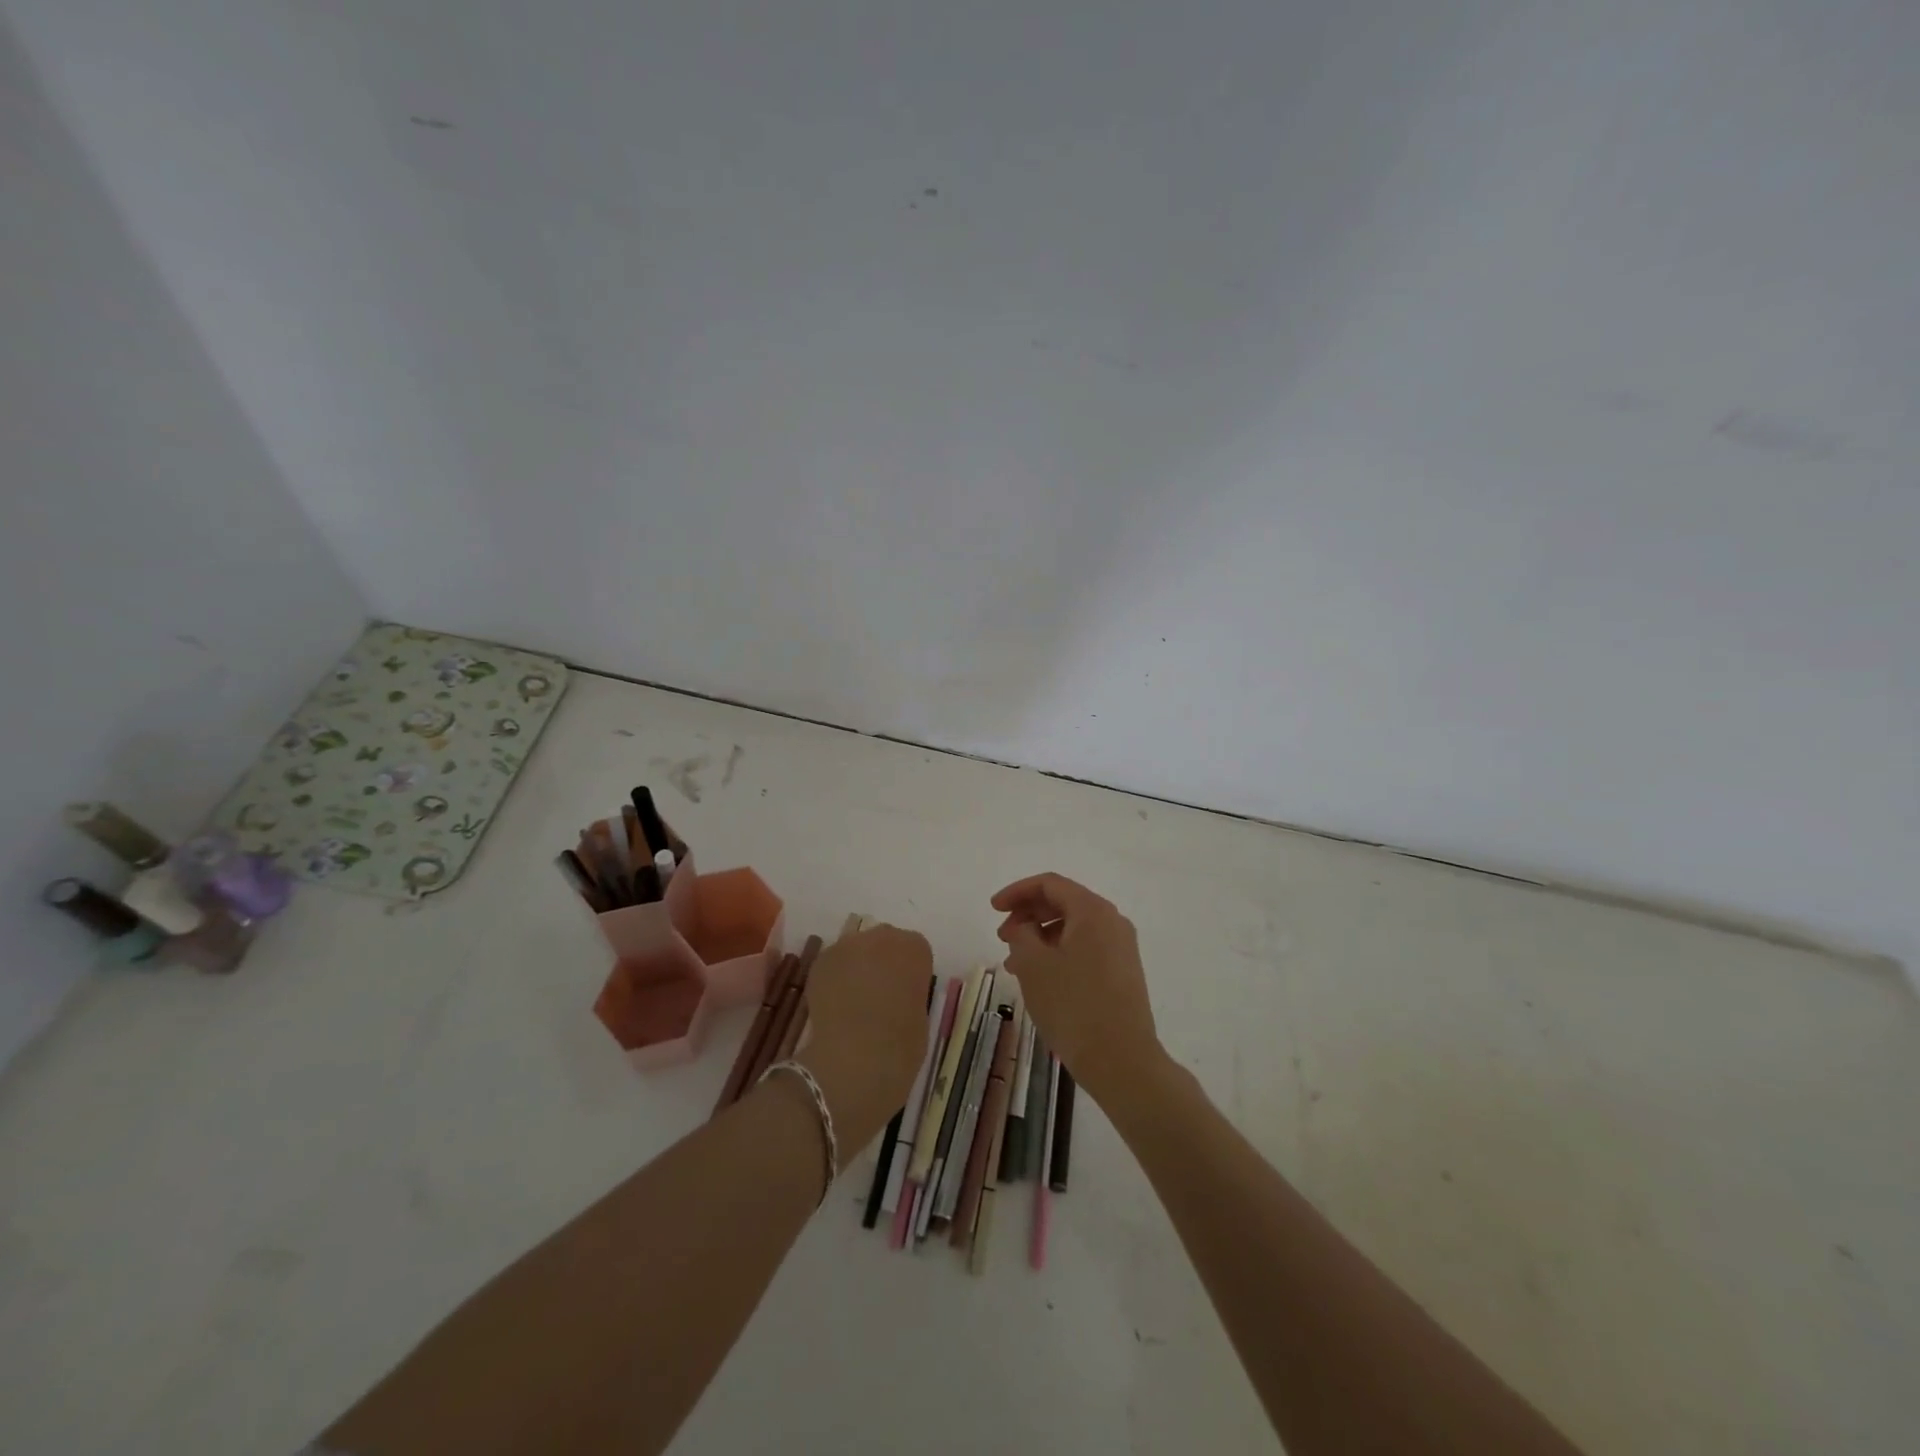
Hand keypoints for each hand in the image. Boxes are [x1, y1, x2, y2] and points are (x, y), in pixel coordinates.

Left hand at [796, 924, 932, 1152]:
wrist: (856, 1058)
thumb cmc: (901, 1044)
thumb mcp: (921, 1016)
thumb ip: (910, 994)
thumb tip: (897, 996)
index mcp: (915, 949)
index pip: (915, 950)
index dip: (909, 973)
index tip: (905, 994)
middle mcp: (882, 936)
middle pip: (884, 943)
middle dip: (882, 963)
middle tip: (879, 996)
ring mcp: (848, 946)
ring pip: (856, 951)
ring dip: (857, 969)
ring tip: (853, 1002)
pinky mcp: (821, 962)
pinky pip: (833, 965)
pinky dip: (835, 980)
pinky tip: (835, 1006)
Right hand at [992, 873, 1161, 1101]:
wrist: (1122, 1060)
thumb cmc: (1073, 1005)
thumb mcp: (1033, 965)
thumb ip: (1021, 934)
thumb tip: (1024, 927)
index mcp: (1093, 911)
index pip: (1050, 884)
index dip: (1017, 892)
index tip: (993, 909)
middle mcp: (1112, 922)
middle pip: (1063, 903)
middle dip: (1028, 915)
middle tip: (1001, 936)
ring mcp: (1122, 948)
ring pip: (1073, 929)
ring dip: (1041, 938)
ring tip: (1014, 965)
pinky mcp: (1123, 973)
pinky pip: (1085, 949)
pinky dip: (1058, 954)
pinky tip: (1040, 978)